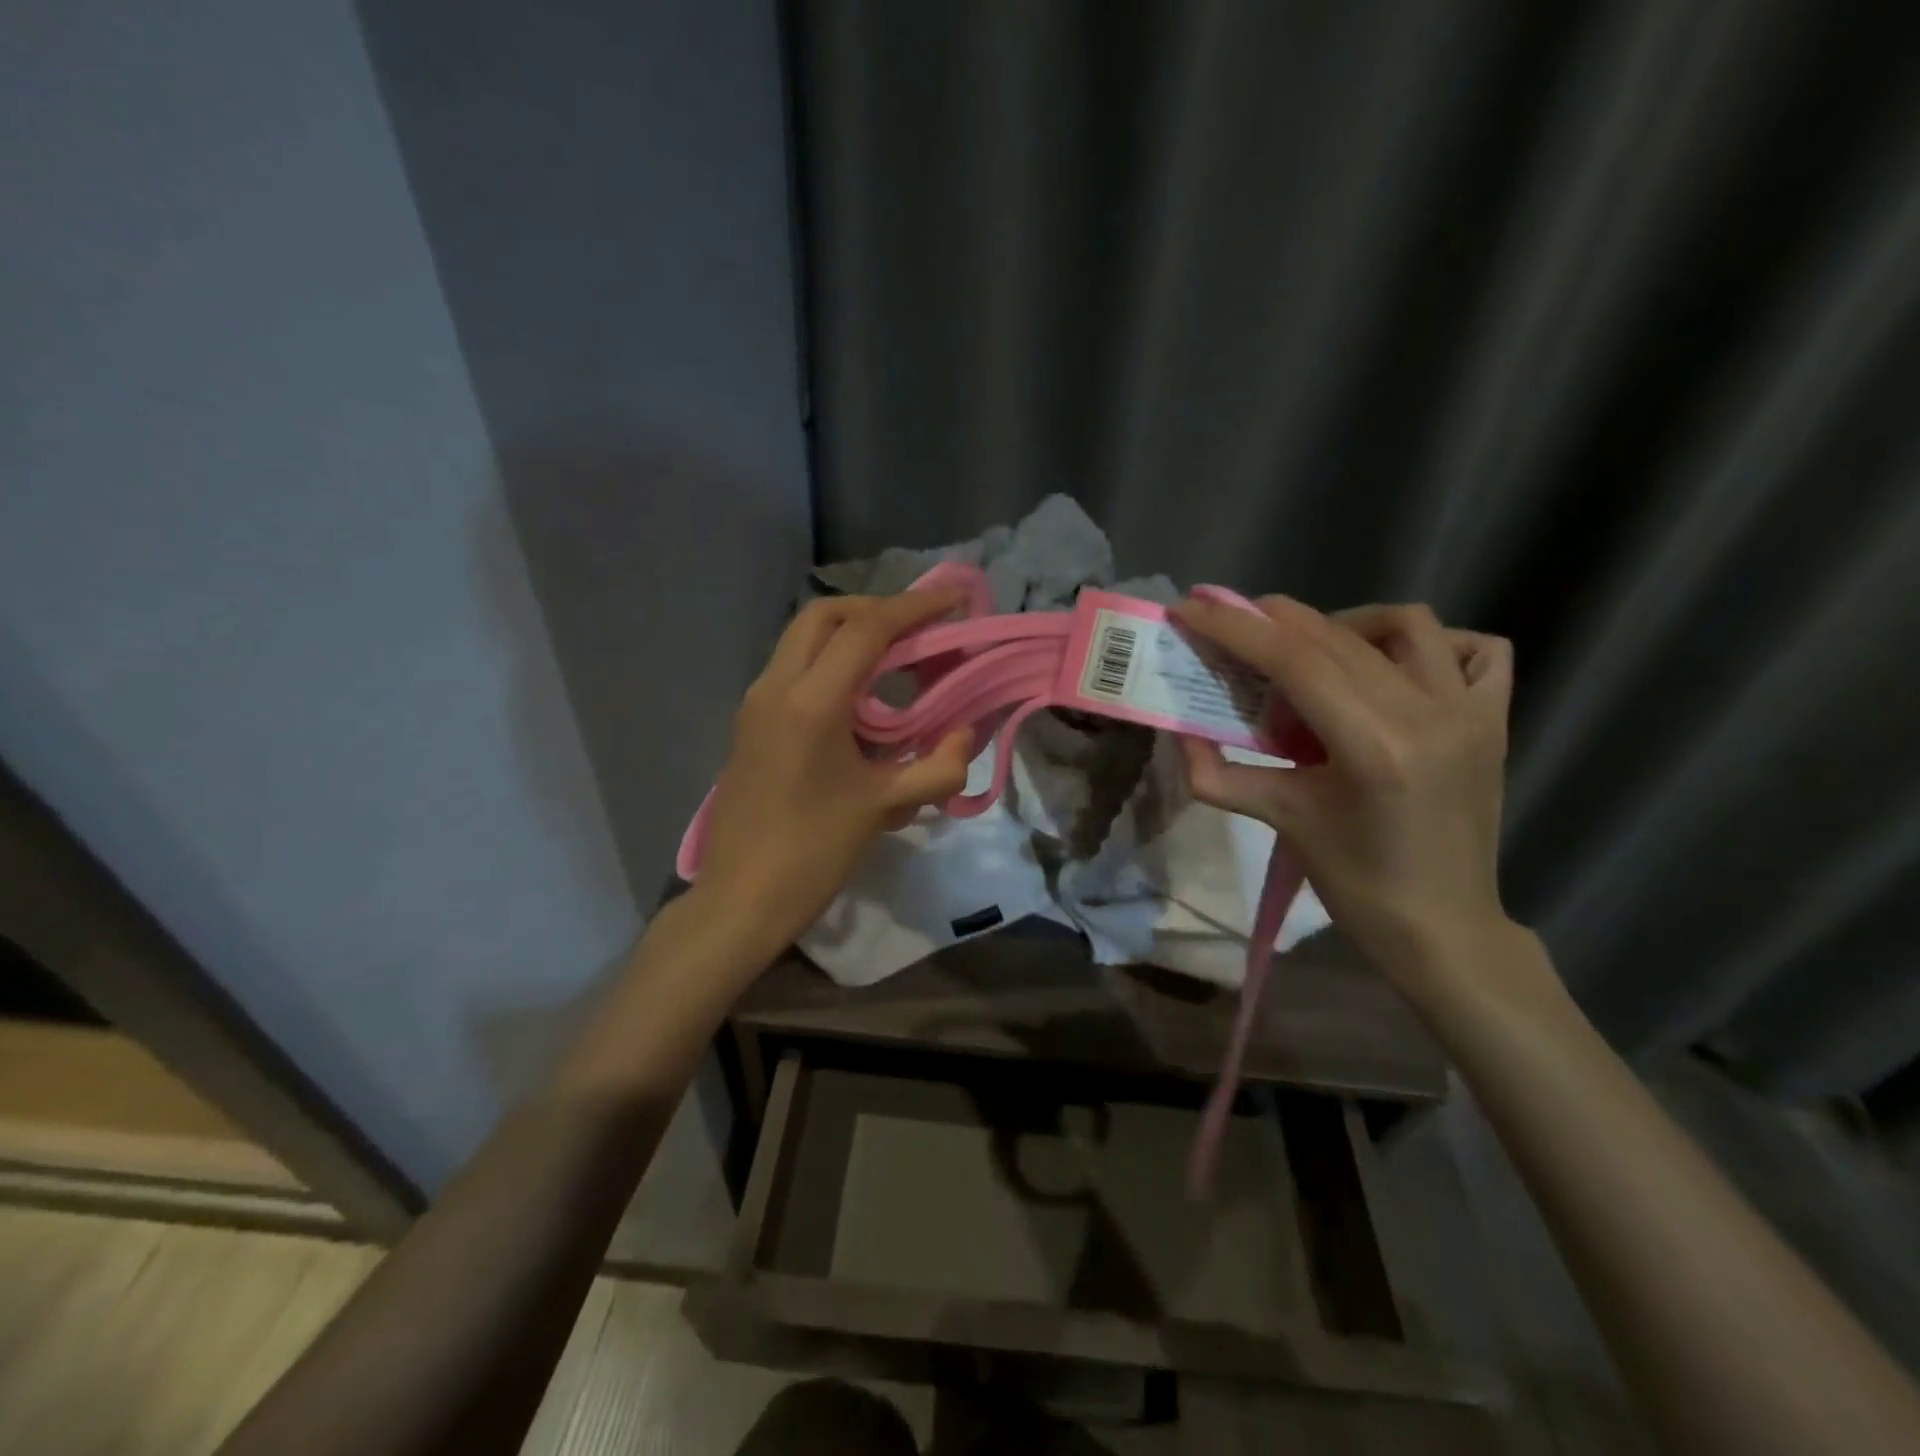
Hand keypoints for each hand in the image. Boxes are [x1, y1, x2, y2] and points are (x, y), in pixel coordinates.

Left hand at [694, 590, 975, 953]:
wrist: (740, 899)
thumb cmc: (813, 853)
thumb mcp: (885, 807)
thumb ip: (939, 766)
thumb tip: (965, 733)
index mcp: (811, 702)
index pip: (866, 629)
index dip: (915, 607)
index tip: (954, 601)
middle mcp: (775, 687)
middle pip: (823, 615)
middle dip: (875, 609)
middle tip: (918, 629)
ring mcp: (755, 703)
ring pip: (802, 638)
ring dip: (849, 634)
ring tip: (895, 658)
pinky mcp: (749, 723)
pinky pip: (792, 669)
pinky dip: (829, 662)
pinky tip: (860, 699)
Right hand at [1171, 594, 1515, 990]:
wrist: (1443, 926)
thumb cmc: (1356, 883)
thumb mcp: (1280, 822)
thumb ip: (1218, 775)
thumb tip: (1177, 734)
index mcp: (1372, 745)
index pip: (1293, 660)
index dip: (1235, 628)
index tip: (1191, 607)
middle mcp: (1428, 713)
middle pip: (1335, 637)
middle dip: (1271, 620)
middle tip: (1230, 626)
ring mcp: (1471, 712)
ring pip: (1405, 624)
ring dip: (1345, 623)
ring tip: (1311, 651)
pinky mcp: (1494, 719)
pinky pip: (1477, 651)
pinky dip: (1431, 644)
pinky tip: (1394, 666)